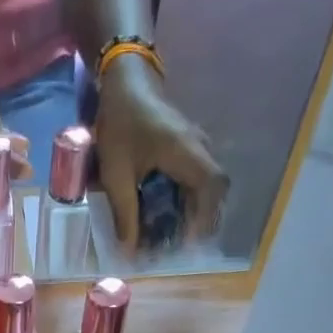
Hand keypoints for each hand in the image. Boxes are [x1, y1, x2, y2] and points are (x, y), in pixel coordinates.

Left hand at [95, 56, 227, 251]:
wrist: (124, 81)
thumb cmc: (120, 125)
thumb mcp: (116, 175)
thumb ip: (125, 214)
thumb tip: (130, 251)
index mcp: (187, 153)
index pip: (212, 188)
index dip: (204, 218)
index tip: (186, 242)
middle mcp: (199, 148)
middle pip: (215, 189)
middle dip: (200, 220)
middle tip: (178, 243)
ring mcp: (196, 144)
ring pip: (206, 184)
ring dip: (192, 210)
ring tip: (171, 233)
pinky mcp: (188, 145)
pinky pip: (195, 176)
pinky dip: (186, 197)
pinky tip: (167, 211)